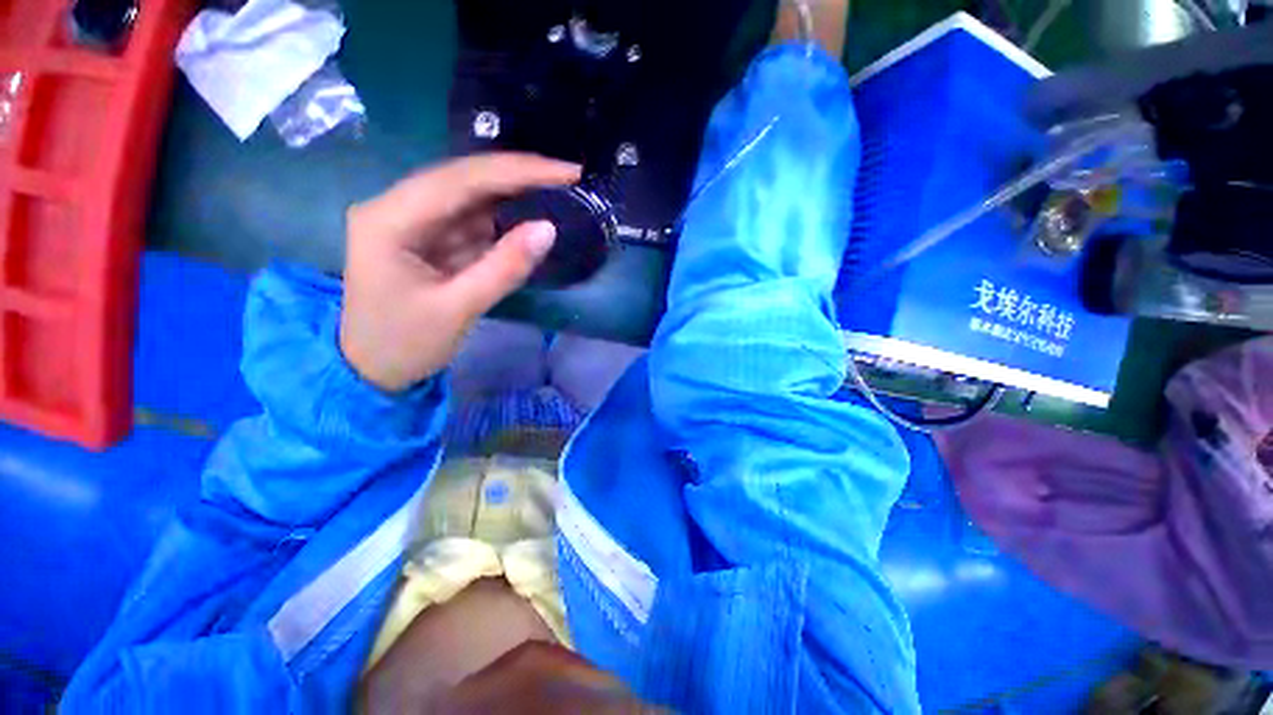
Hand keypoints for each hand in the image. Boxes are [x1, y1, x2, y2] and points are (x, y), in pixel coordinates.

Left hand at [340, 154, 579, 391]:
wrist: (373, 370)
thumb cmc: (405, 344)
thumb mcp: (459, 309)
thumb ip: (505, 268)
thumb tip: (549, 228)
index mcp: (389, 219)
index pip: (461, 180)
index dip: (518, 172)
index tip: (568, 172)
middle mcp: (397, 207)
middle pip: (465, 178)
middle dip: (519, 176)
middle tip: (570, 176)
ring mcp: (414, 221)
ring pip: (471, 195)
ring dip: (515, 193)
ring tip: (559, 190)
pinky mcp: (429, 237)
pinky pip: (471, 219)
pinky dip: (504, 217)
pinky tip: (531, 212)